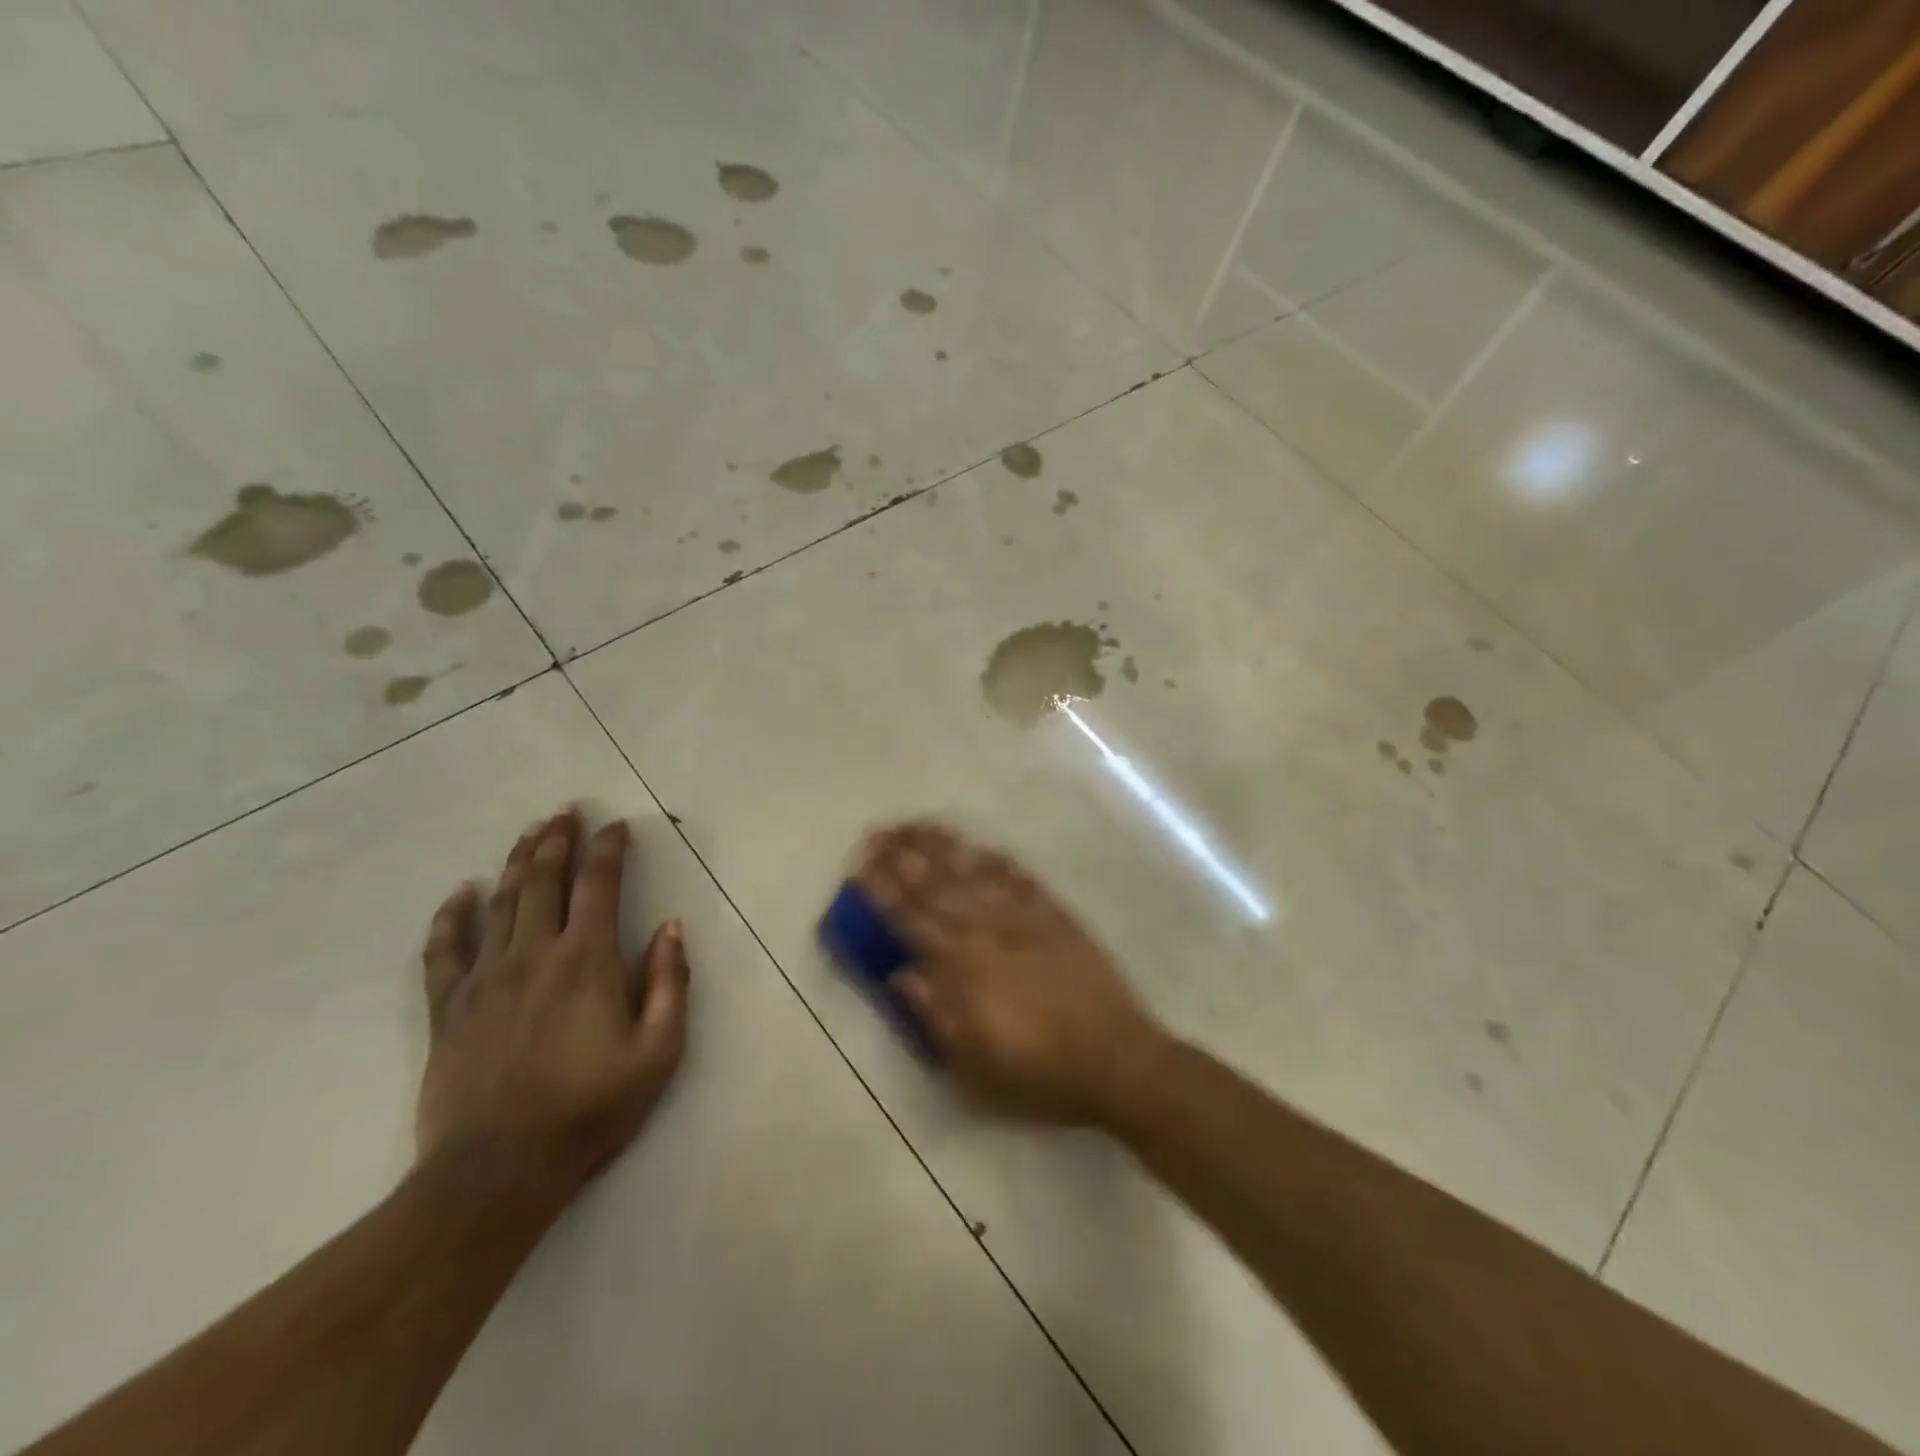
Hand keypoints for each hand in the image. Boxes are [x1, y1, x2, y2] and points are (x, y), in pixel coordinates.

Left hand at [416, 807, 690, 1203]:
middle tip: (566, 810)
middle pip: (544, 880)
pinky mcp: (449, 1009)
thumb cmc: (589, 1110)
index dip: (609, 848)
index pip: (599, 885)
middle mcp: (534, 954)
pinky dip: (451, 916)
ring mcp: (485, 979)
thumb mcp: (658, 1052)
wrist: (497, 1173)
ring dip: (517, 862)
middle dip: (557, 839)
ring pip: (500, 903)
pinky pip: (444, 951)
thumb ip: (669, 984)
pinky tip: (461, 892)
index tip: (618, 826)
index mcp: (586, 960)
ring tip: (529, 832)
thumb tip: (671, 928)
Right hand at [857, 823, 1167, 1127]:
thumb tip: (901, 974)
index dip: (883, 893)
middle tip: (877, 833)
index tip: (860, 868)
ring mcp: (1025, 918)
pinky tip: (982, 847)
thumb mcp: (975, 1065)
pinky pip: (1021, 879)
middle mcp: (989, 931)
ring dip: (943, 847)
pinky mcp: (1056, 915)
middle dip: (904, 857)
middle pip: (938, 886)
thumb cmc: (1039, 1072)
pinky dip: (998, 861)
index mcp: (964, 968)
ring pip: (975, 872)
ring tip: (917, 826)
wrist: (1116, 1058)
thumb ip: (935, 1014)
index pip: (912, 921)